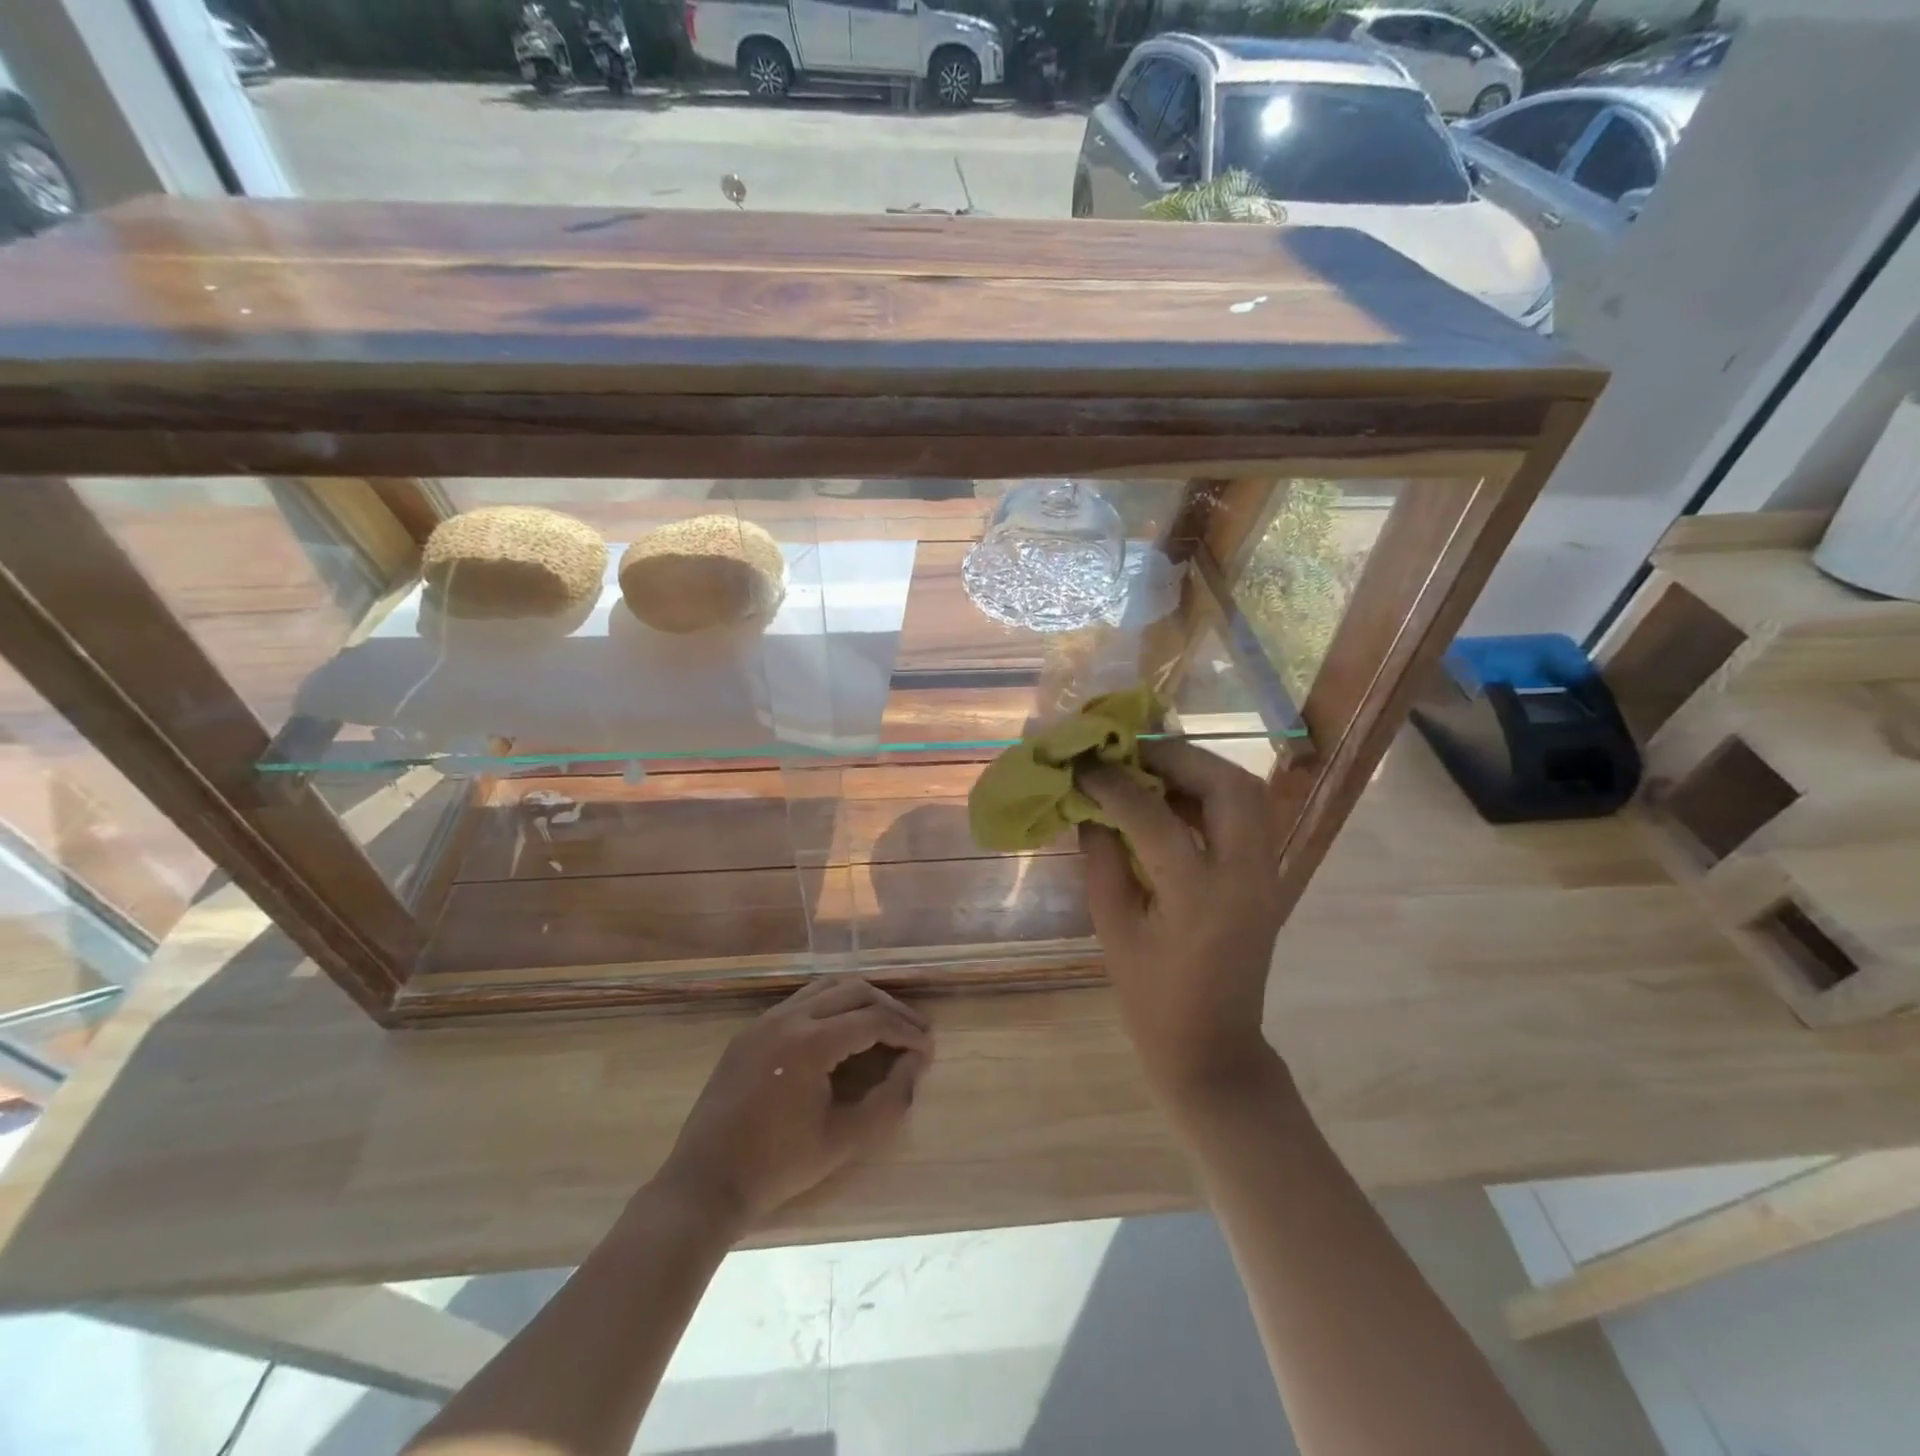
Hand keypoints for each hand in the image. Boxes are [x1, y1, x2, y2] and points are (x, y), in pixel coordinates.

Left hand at [656, 977, 931, 1229]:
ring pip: (825, 988)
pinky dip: (831, 1006)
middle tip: (914, 1032)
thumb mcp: (844, 1140)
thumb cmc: (778, 1166)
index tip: (928, 1050)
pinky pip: (801, 1001)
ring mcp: (765, 1020)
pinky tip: (843, 1031)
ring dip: (860, 1000)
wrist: (705, 1183)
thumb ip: (890, 1100)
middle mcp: (788, 1017)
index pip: (873, 1019)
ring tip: (885, 1024)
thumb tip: (918, 1064)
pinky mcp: (751, 1031)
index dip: (907, 1031)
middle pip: (853, 990)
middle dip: (889, 1008)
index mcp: (810, 1042)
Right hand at [1080, 741, 1285, 1106]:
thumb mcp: (1112, 926)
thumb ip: (1102, 856)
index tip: (1083, 764)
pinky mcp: (1266, 877)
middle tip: (1131, 751)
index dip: (1113, 783)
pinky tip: (1171, 797)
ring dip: (1199, 769)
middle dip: (1177, 756)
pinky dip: (1210, 793)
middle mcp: (1244, 874)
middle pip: (1228, 785)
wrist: (1213, 1048)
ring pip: (1247, 793)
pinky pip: (1245, 814)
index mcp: (1198, 894)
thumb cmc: (1151, 997)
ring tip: (1150, 766)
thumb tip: (1090, 803)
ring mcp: (1264, 874)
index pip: (1152, 815)